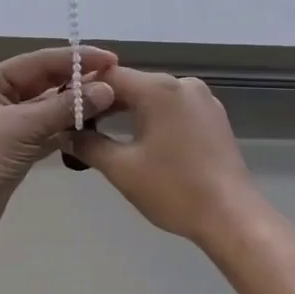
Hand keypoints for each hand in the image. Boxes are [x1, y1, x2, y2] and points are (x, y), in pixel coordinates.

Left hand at [0, 46, 117, 245]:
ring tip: (111, 102)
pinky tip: (93, 127)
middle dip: (78, 81)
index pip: (39, 61)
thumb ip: (65, 107)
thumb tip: (106, 90)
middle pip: (45, 82)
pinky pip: (48, 131)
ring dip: (75, 106)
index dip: (76, 59)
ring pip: (48, 108)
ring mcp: (8, 125)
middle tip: (116, 80)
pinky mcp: (17, 149)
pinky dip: (67, 129)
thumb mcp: (22, 127)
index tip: (110, 59)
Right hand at [67, 68, 268, 247]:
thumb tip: (64, 133)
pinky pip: (173, 109)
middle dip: (104, 103)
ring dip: (128, 113)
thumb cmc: (174, 189)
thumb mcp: (122, 168)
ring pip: (154, 97)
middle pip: (133, 85)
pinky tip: (140, 142)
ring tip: (102, 135)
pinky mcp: (214, 118)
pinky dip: (153, 120)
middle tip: (77, 127)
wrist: (232, 217)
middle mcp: (183, 84)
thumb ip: (88, 145)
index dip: (82, 90)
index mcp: (159, 89)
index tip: (63, 110)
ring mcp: (203, 100)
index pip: (109, 77)